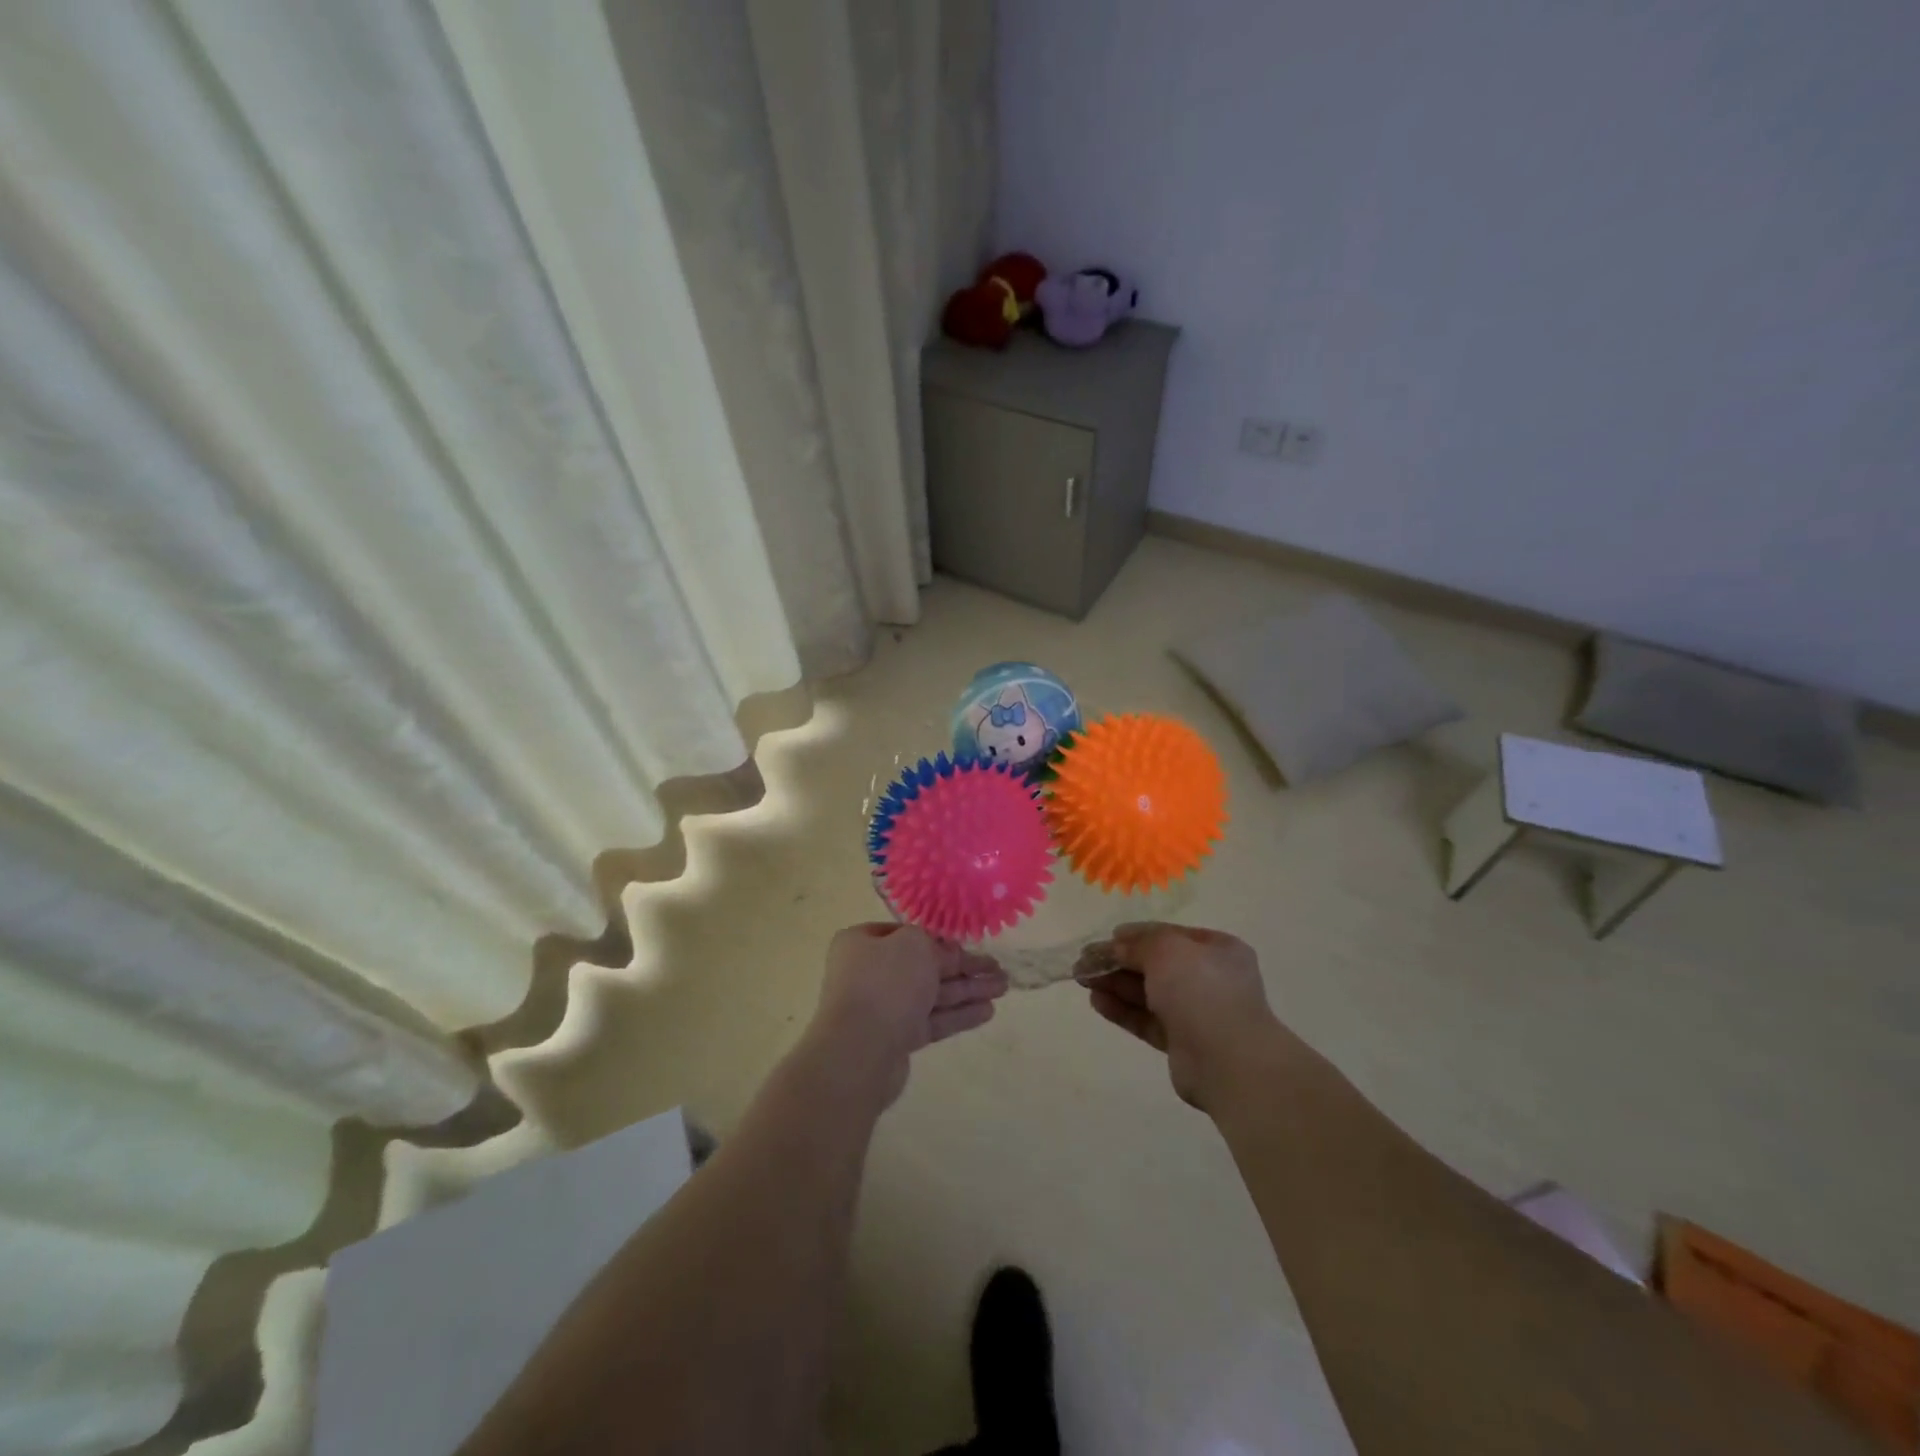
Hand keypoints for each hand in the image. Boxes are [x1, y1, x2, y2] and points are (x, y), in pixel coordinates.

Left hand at [804, 924, 1008, 1109]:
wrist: (859, 1052)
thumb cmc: (885, 983)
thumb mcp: (915, 945)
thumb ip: (935, 944)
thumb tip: (946, 953)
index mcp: (862, 943)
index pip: (905, 933)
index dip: (938, 937)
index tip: (967, 942)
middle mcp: (868, 972)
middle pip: (923, 965)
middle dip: (962, 967)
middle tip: (997, 968)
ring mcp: (882, 1008)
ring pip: (931, 994)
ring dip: (967, 990)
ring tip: (1003, 988)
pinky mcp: (895, 1039)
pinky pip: (931, 1020)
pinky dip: (958, 1014)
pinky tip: (988, 1011)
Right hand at [1076, 922, 1283, 1110]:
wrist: (1230, 1062)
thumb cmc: (1202, 991)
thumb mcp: (1166, 950)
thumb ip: (1137, 944)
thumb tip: (1116, 944)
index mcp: (1216, 950)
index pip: (1168, 935)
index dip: (1135, 935)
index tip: (1105, 939)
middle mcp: (1209, 978)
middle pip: (1155, 964)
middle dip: (1118, 961)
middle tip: (1083, 962)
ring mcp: (1196, 1012)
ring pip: (1148, 993)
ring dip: (1115, 984)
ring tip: (1082, 979)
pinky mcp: (1181, 1043)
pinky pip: (1147, 1020)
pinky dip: (1122, 1010)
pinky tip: (1097, 1001)